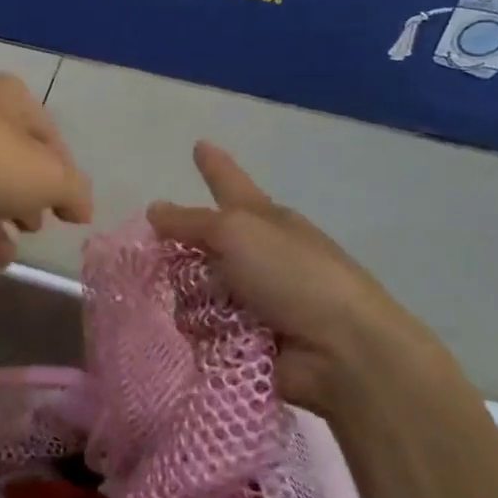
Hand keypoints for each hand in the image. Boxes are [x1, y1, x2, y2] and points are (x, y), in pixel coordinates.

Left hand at [0, 74, 92, 269]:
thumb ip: (71, 190)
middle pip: (3, 160)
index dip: (62, 174)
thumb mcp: (44, 176)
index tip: (70, 213)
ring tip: (0, 263)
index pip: (47, 136)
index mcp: (7, 99)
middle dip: (20, 201)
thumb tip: (82, 207)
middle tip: (32, 233)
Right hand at [148, 141, 454, 412]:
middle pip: (204, 243)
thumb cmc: (295, 276)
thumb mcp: (238, 232)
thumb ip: (191, 221)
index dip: (213, 166)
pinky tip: (192, 334)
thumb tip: (156, 210)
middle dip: (180, 250)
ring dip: (186, 297)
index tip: (199, 144)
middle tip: (154, 257)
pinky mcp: (245, 340)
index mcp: (265, 220)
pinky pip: (200, 328)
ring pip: (194, 287)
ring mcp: (252, 299)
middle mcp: (258, 256)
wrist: (344, 353)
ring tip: (189, 306)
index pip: (230, 183)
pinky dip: (195, 331)